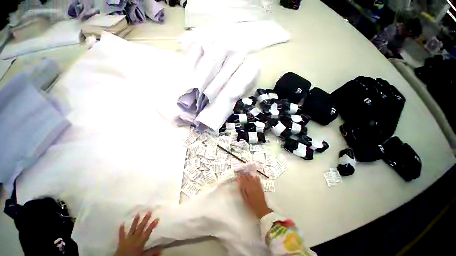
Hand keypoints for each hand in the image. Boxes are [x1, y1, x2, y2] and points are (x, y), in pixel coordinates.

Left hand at [115, 212, 161, 255]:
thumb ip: (152, 252)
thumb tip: (162, 247)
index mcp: (140, 242)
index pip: (148, 232)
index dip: (152, 225)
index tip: (157, 218)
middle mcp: (134, 238)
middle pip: (141, 228)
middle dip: (145, 220)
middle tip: (149, 211)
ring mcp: (127, 239)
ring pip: (132, 229)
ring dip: (135, 221)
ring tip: (138, 213)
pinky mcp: (121, 241)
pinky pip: (121, 234)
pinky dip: (121, 229)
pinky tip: (122, 223)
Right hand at [237, 174, 271, 218]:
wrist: (261, 208)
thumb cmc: (251, 204)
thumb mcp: (244, 198)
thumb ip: (241, 190)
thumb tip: (239, 183)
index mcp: (248, 187)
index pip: (243, 179)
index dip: (240, 176)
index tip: (237, 175)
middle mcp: (252, 184)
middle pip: (247, 176)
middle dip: (243, 175)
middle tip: (240, 174)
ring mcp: (257, 184)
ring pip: (251, 176)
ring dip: (248, 175)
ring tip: (245, 174)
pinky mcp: (260, 185)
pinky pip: (257, 179)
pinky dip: (254, 176)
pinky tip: (253, 176)